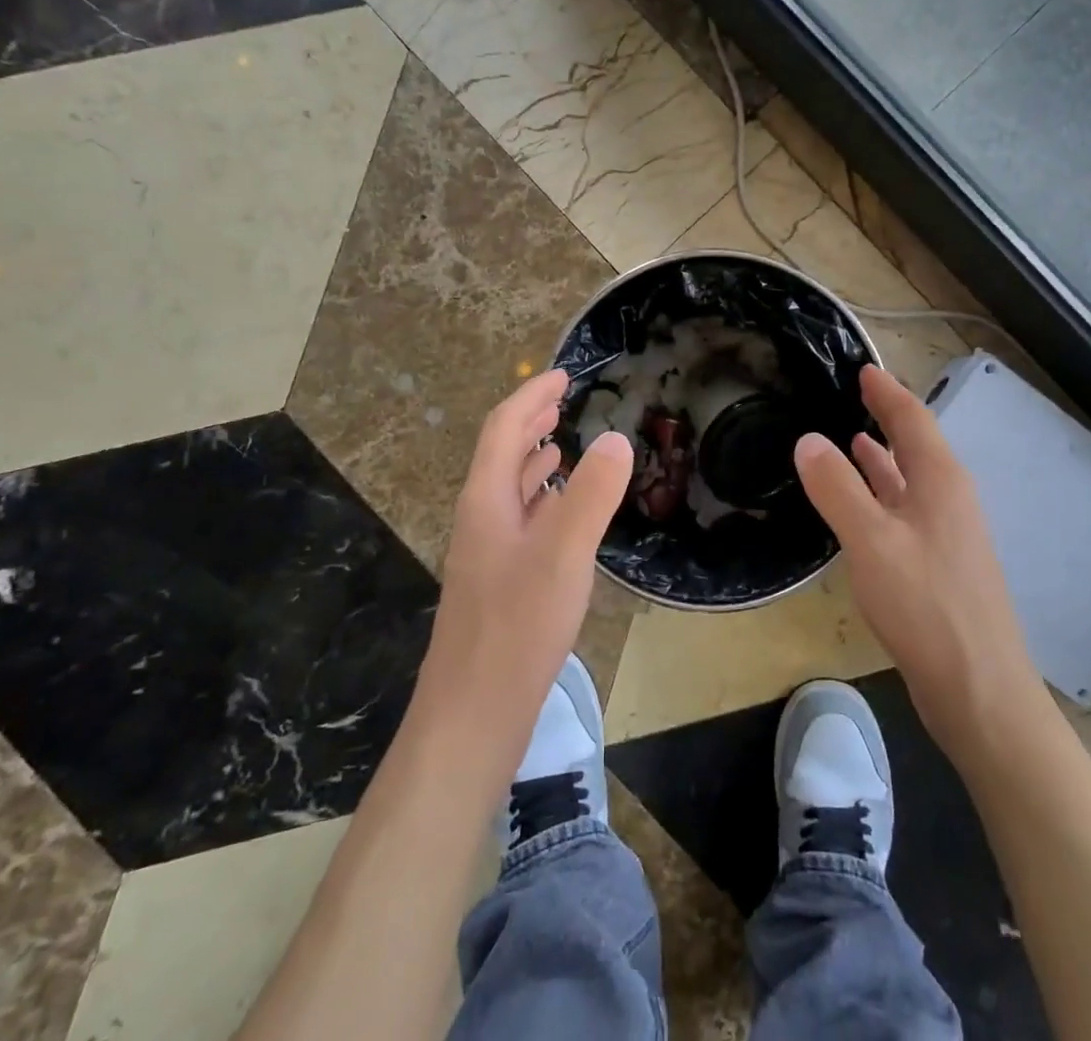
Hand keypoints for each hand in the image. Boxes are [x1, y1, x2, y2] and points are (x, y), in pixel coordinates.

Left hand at [415, 370, 632, 751]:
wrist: (473, 714)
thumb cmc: (517, 628)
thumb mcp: (563, 554)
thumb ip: (591, 494)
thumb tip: (617, 437)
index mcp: (487, 500)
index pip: (504, 429)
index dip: (531, 397)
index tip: (562, 374)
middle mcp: (481, 518)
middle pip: (501, 454)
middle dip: (530, 420)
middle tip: (563, 398)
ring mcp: (487, 552)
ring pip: (509, 488)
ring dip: (533, 457)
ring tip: (561, 441)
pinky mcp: (499, 581)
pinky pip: (520, 519)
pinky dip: (541, 498)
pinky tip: (559, 510)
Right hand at [795, 364, 1041, 762]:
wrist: (978, 688)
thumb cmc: (926, 605)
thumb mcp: (871, 540)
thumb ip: (837, 488)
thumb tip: (807, 440)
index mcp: (939, 481)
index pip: (911, 419)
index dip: (886, 392)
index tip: (863, 368)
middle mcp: (949, 498)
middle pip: (915, 445)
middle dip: (885, 419)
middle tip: (852, 397)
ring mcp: (947, 533)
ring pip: (909, 480)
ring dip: (881, 458)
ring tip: (850, 440)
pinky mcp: (938, 565)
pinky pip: (904, 510)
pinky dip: (881, 495)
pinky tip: (863, 505)